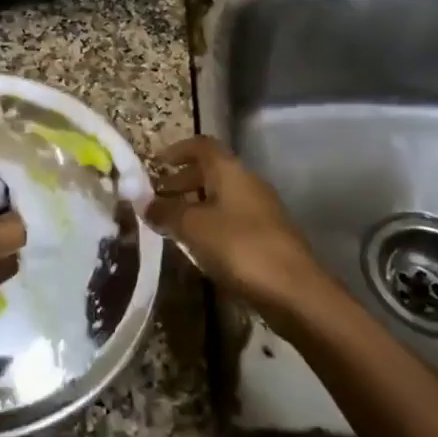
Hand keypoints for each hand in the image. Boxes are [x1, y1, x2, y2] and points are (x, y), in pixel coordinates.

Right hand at [146, 136, 320, 319]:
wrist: (294, 291)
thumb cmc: (239, 247)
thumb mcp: (192, 227)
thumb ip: (165, 211)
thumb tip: (143, 202)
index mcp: (230, 170)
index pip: (202, 145)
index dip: (177, 150)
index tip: (155, 163)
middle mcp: (247, 182)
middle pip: (211, 171)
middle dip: (181, 181)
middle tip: (156, 198)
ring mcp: (261, 210)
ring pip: (221, 197)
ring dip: (195, 205)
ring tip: (171, 225)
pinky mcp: (267, 236)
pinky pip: (231, 220)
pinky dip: (210, 225)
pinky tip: (197, 247)